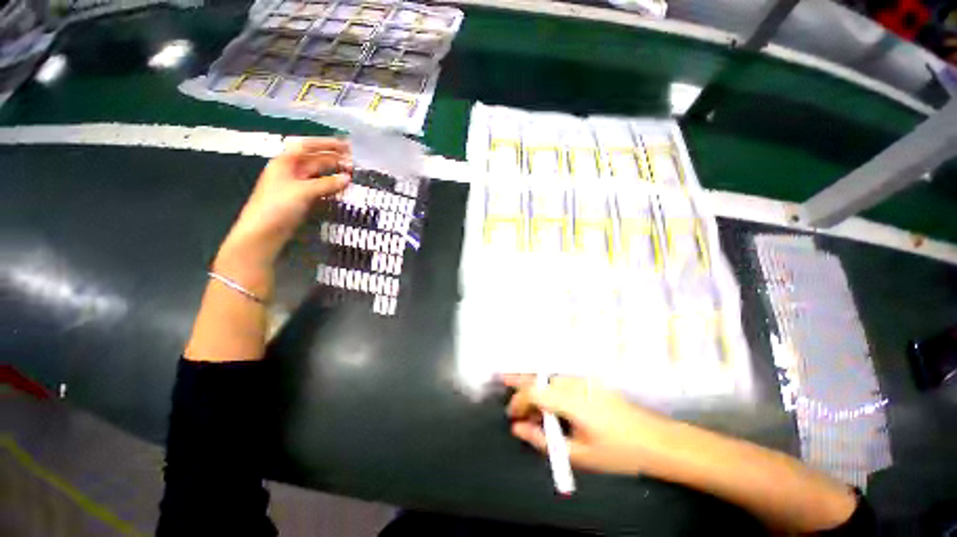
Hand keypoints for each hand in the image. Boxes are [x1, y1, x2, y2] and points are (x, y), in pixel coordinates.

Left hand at [221, 137, 352, 264]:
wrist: (263, 232)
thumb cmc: (278, 206)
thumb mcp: (303, 191)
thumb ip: (327, 183)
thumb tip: (348, 178)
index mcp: (285, 162)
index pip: (307, 146)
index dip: (326, 143)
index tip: (345, 145)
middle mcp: (291, 171)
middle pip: (314, 159)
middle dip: (333, 158)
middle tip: (354, 160)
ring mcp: (296, 186)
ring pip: (318, 174)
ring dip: (334, 172)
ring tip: (351, 172)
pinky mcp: (301, 199)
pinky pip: (319, 187)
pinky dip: (330, 185)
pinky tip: (342, 186)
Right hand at [504, 375, 680, 476]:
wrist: (654, 440)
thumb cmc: (616, 452)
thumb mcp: (578, 454)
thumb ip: (543, 441)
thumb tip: (518, 428)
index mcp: (571, 401)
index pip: (533, 392)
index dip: (518, 401)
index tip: (512, 415)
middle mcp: (574, 384)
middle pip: (539, 379)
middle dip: (520, 386)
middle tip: (508, 394)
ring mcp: (583, 380)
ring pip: (549, 378)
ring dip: (535, 389)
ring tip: (530, 408)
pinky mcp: (589, 381)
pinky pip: (561, 381)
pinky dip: (549, 389)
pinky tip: (550, 403)